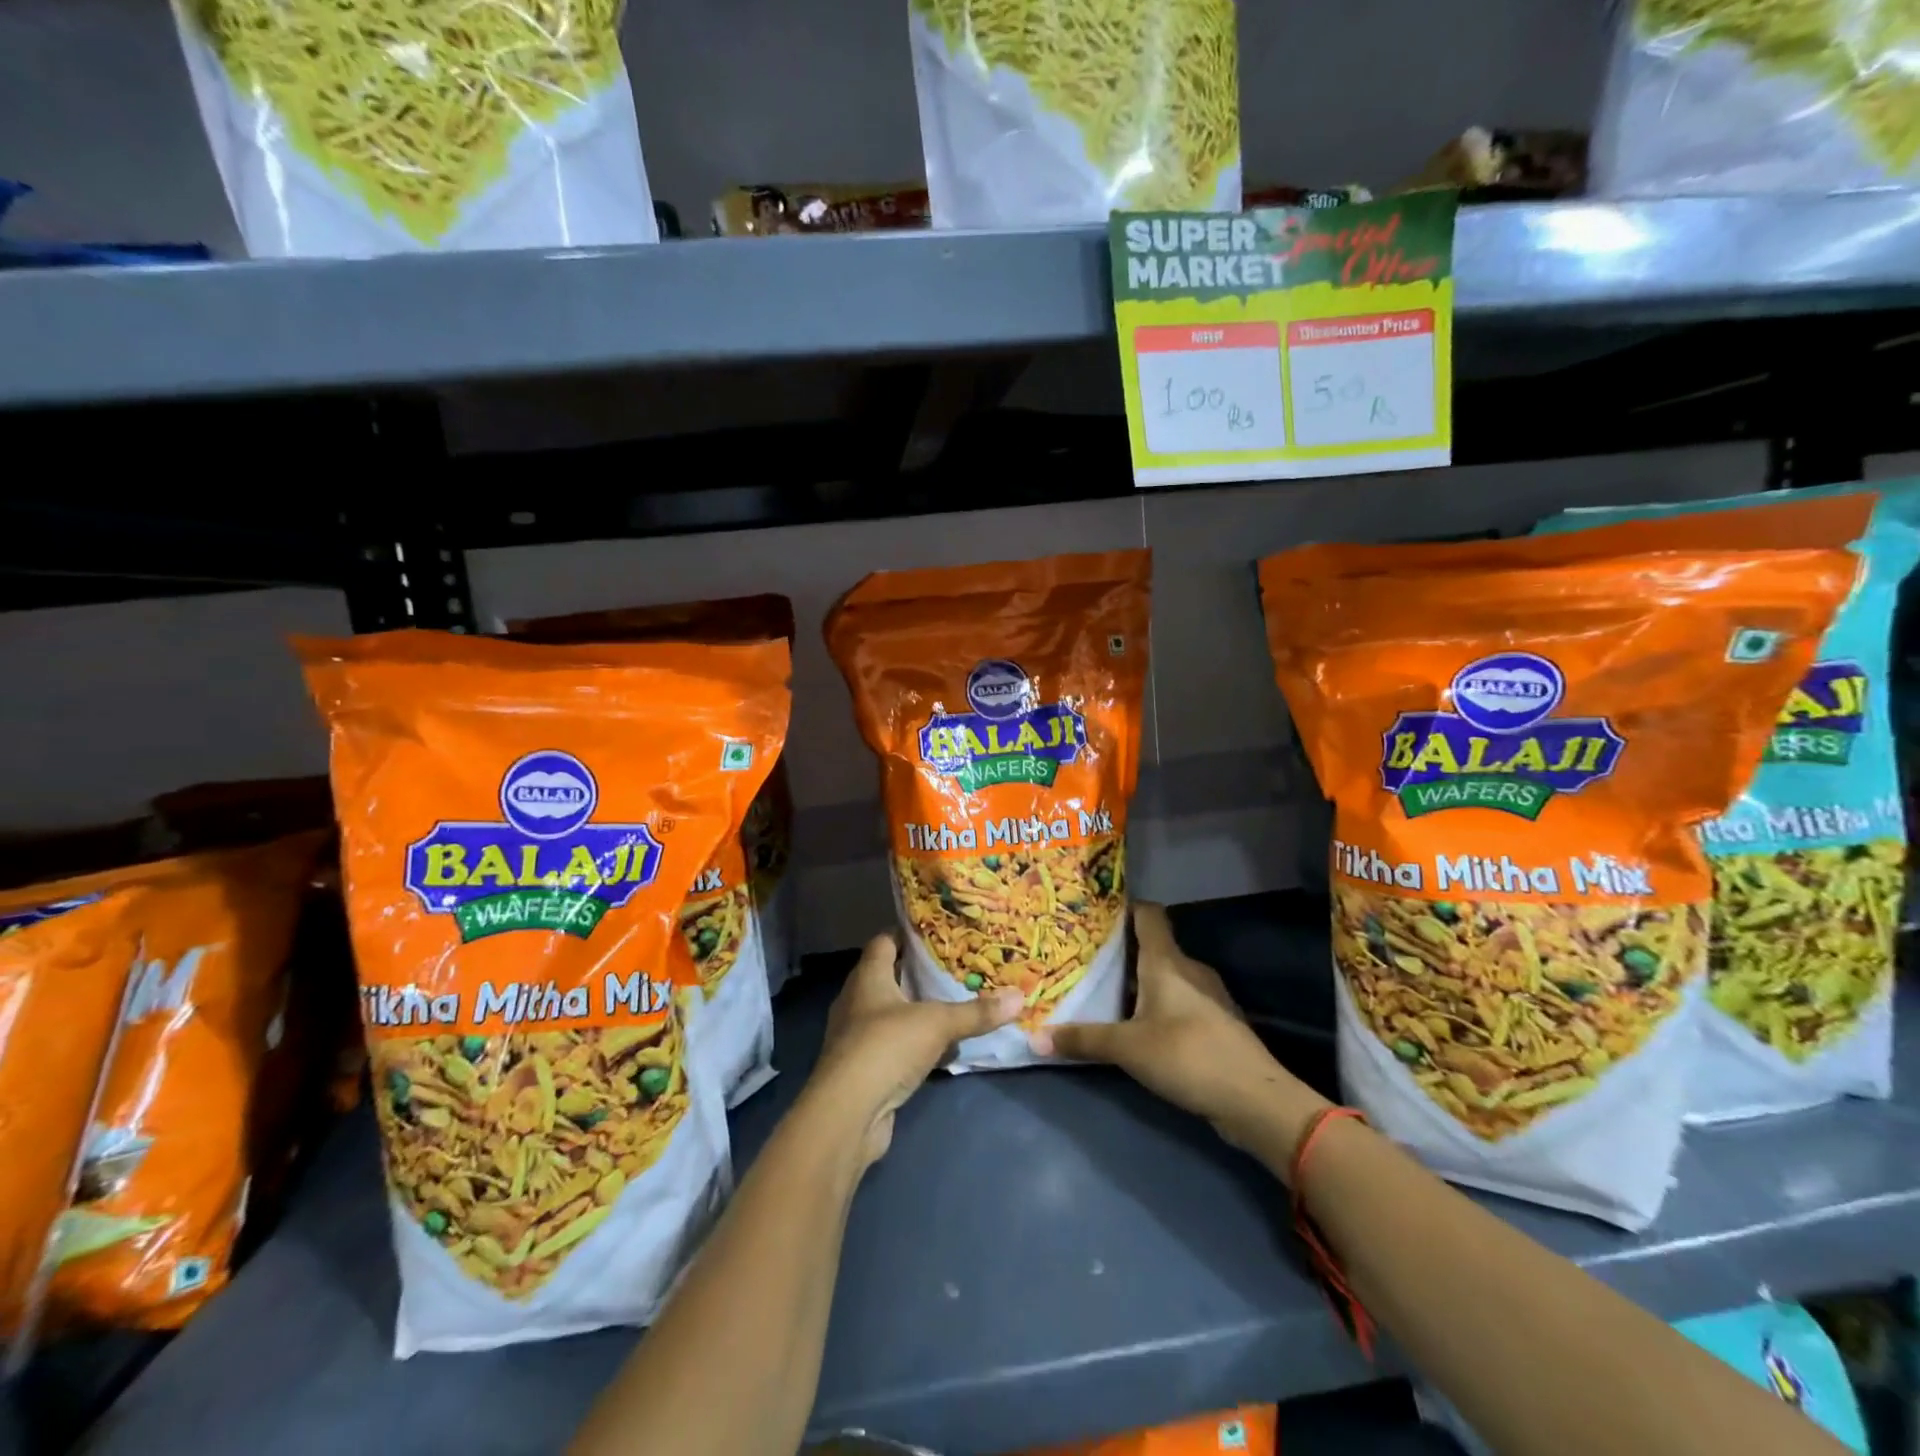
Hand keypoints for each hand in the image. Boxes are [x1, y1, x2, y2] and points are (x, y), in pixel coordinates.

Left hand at [805, 932, 1022, 1165]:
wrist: (848, 1113)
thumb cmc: (886, 1047)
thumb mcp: (938, 1024)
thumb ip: (976, 1011)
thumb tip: (1019, 997)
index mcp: (868, 977)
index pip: (884, 942)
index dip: (907, 934)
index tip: (938, 932)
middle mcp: (857, 1001)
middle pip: (889, 977)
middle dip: (919, 974)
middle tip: (956, 969)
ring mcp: (856, 1037)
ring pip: (892, 1014)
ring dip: (919, 1012)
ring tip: (955, 1006)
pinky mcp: (863, 1069)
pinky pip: (894, 1046)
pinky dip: (916, 1045)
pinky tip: (943, 1050)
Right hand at [1030, 904, 1328, 1167]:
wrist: (1255, 1099)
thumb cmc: (1187, 1055)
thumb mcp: (1127, 1048)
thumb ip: (1083, 1040)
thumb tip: (1034, 1038)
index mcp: (1167, 961)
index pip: (1148, 914)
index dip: (1123, 907)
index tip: (1093, 913)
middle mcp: (1189, 969)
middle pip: (1153, 946)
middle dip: (1121, 951)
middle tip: (1085, 959)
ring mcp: (1208, 996)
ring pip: (1166, 976)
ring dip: (1139, 982)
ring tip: (1105, 993)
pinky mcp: (1216, 1023)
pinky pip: (1179, 1001)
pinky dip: (1158, 1005)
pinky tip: (1138, 1025)